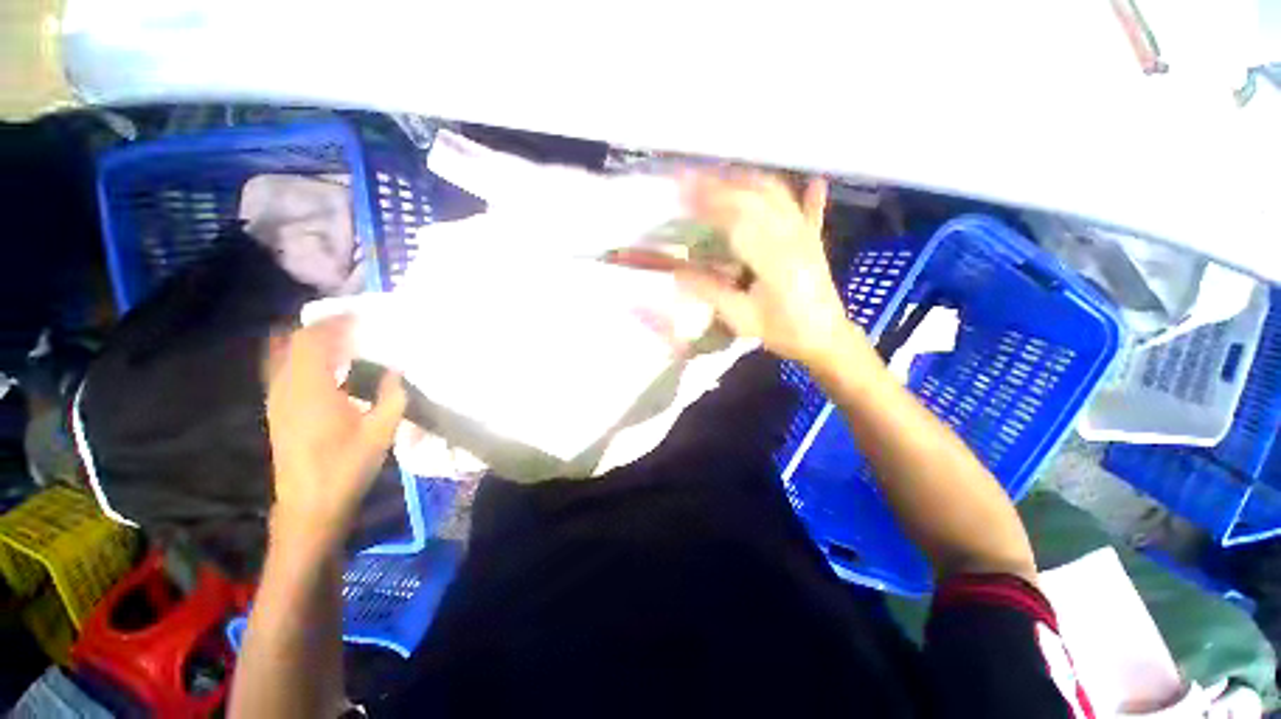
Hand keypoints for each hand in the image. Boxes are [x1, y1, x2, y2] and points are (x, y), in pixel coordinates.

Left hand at [265, 317, 405, 548]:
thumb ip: (392, 395)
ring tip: (338, 338)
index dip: (334, 322)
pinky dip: (300, 357)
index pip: (314, 341)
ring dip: (307, 341)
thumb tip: (397, 370)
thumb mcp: (381, 431)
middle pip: (292, 342)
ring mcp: (277, 400)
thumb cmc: (347, 466)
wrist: (310, 505)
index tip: (358, 313)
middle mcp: (286, 389)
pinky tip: (324, 366)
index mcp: (311, 390)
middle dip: (318, 326)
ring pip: (283, 355)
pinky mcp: (277, 411)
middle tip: (349, 323)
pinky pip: (283, 370)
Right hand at [676, 170, 865, 367]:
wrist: (826, 339)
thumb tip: (677, 273)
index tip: (680, 194)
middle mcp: (793, 236)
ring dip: (746, 180)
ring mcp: (806, 234)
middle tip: (689, 180)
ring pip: (778, 194)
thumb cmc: (783, 332)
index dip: (708, 202)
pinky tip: (812, 181)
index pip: (737, 217)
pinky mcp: (813, 239)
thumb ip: (712, 293)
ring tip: (719, 175)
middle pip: (756, 196)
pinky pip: (806, 209)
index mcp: (774, 258)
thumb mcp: (743, 319)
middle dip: (720, 184)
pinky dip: (804, 193)